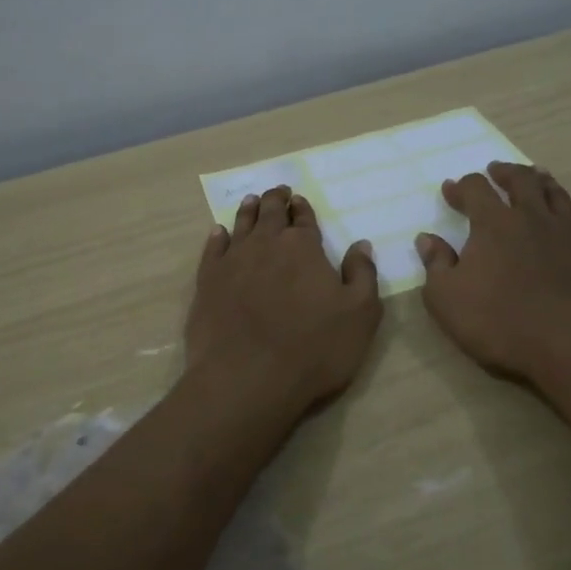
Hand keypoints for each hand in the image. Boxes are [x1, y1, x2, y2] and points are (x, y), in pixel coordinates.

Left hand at [185, 185, 382, 420]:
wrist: (247, 378)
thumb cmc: (314, 348)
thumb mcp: (360, 314)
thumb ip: (363, 275)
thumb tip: (360, 244)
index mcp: (304, 247)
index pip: (304, 219)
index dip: (303, 208)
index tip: (299, 199)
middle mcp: (266, 244)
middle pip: (270, 214)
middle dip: (275, 200)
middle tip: (277, 191)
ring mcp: (232, 261)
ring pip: (241, 225)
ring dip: (248, 211)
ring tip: (251, 201)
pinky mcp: (207, 282)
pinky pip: (212, 249)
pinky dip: (217, 237)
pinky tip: (218, 232)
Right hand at [415, 162, 570, 389]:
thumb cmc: (504, 324)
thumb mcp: (448, 300)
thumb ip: (436, 265)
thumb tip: (427, 238)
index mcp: (494, 224)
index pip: (475, 190)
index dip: (462, 187)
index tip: (451, 189)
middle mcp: (534, 215)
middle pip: (520, 180)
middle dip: (504, 173)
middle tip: (496, 170)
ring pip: (555, 192)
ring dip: (540, 181)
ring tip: (534, 177)